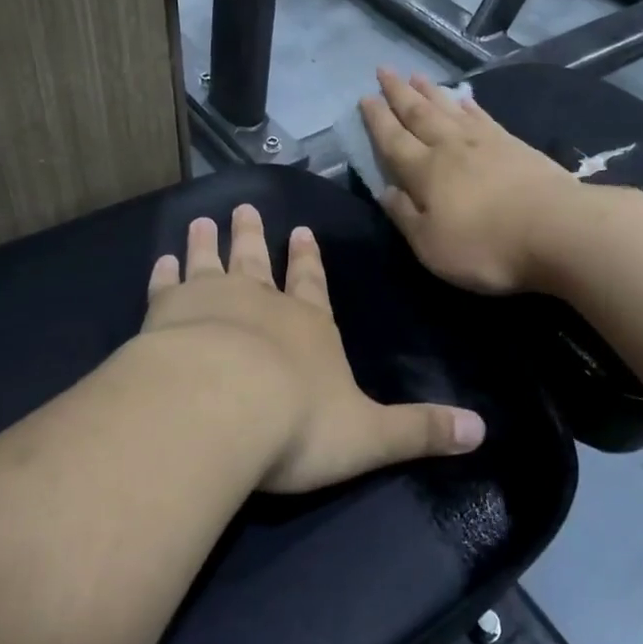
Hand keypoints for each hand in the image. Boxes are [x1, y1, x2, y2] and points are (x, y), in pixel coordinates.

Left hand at [142, 203, 485, 492]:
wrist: (218, 410)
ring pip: (210, 262)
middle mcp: (260, 303)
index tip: (300, 231)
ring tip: (202, 220)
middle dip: (253, 236)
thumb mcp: (370, 435)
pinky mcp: (165, 315)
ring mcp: (210, 302)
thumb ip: (420, 430)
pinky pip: (165, 286)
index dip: (308, 260)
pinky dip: (164, 272)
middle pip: (257, 261)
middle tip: (245, 208)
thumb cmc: (297, 423)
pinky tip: (161, 259)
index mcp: (308, 326)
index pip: (312, 284)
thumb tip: (481, 432)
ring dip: (207, 242)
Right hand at [358, 69, 582, 294]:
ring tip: (416, 75)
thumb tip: (385, 191)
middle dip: (399, 93)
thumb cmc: (486, 246)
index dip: (377, 119)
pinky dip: (469, 105)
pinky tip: (464, 98)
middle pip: (419, 113)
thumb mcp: (432, 245)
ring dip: (430, 91)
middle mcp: (451, 147)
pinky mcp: (515, 145)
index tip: (365, 98)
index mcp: (425, 171)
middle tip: (384, 70)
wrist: (558, 230)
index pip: (393, 140)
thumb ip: (405, 216)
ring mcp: (486, 142)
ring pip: (449, 108)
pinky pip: (483, 116)